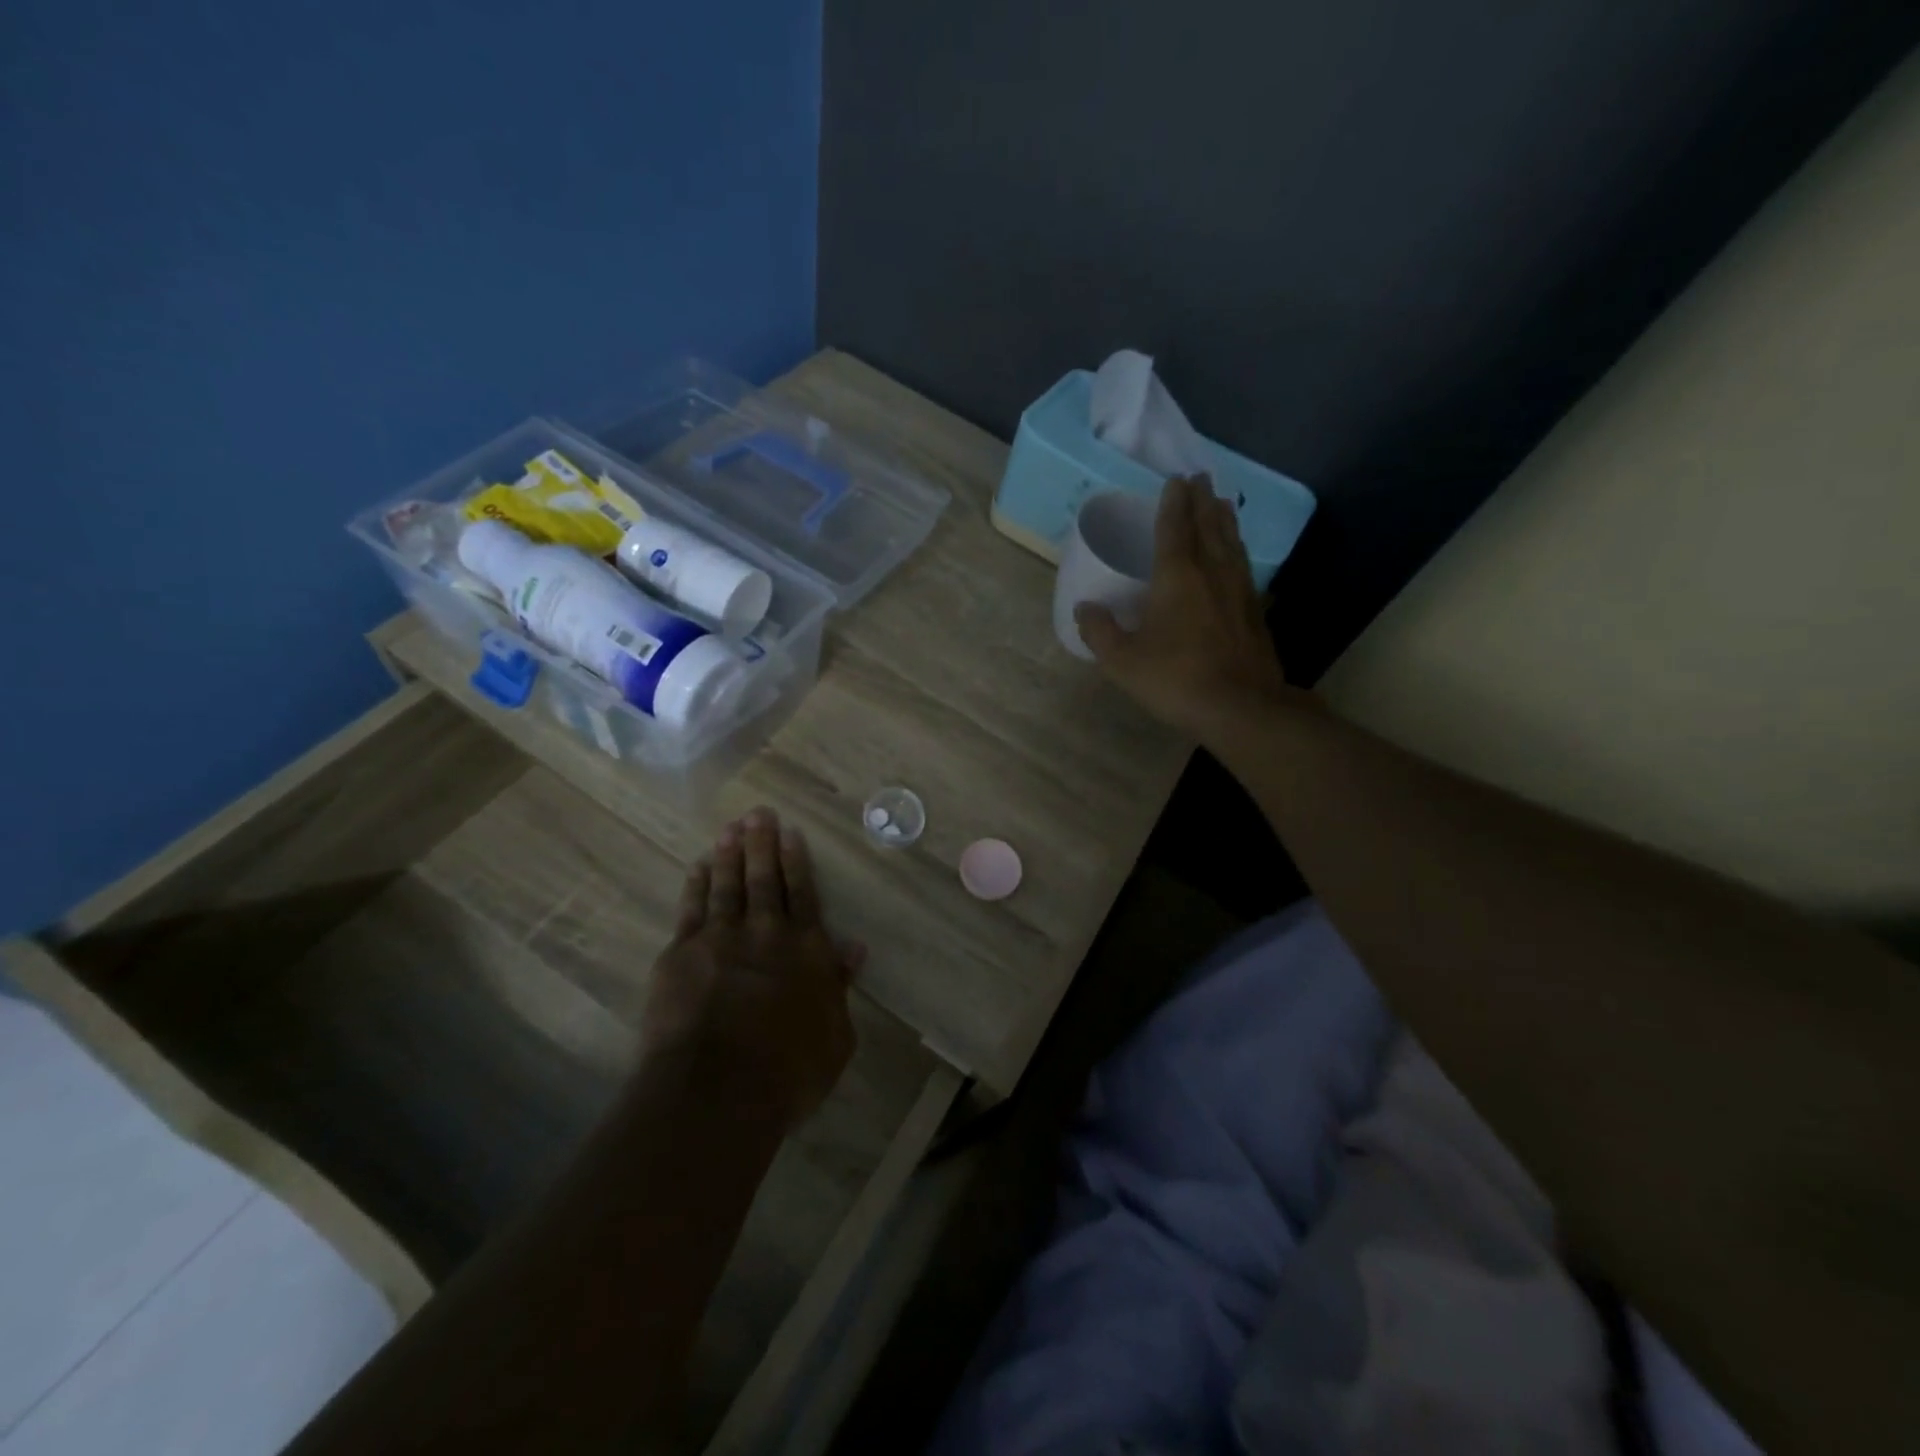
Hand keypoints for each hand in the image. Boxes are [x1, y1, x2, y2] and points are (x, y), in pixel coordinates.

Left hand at [642, 807, 860, 1126]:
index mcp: (806, 949)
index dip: (796, 861)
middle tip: (758, 813)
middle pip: (764, 879)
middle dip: (761, 844)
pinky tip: (698, 866)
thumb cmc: (790, 1069)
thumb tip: (854, 947)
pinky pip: (691, 909)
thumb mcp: (836, 1035)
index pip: (803, 894)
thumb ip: (840, 986)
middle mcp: (765, 933)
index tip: (790, 832)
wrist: (719, 1087)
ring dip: (730, 854)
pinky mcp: (682, 954)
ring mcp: (720, 939)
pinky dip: (696, 885)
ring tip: (730, 828)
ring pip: (727, 885)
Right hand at [1074, 474, 1292, 740]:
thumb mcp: (1123, 661)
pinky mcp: (1254, 611)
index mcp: (1177, 577)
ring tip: (1222, 503)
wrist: (1241, 707)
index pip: (1174, 528)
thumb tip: (1084, 608)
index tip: (1175, 480)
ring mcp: (1239, 590)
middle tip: (1200, 478)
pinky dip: (1237, 549)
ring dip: (1224, 520)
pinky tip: (1237, 555)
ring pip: (1231, 543)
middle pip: (1208, 527)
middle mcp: (1211, 573)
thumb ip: (1100, 632)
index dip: (1172, 503)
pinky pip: (1243, 566)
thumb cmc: (1176, 679)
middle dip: (1202, 501)